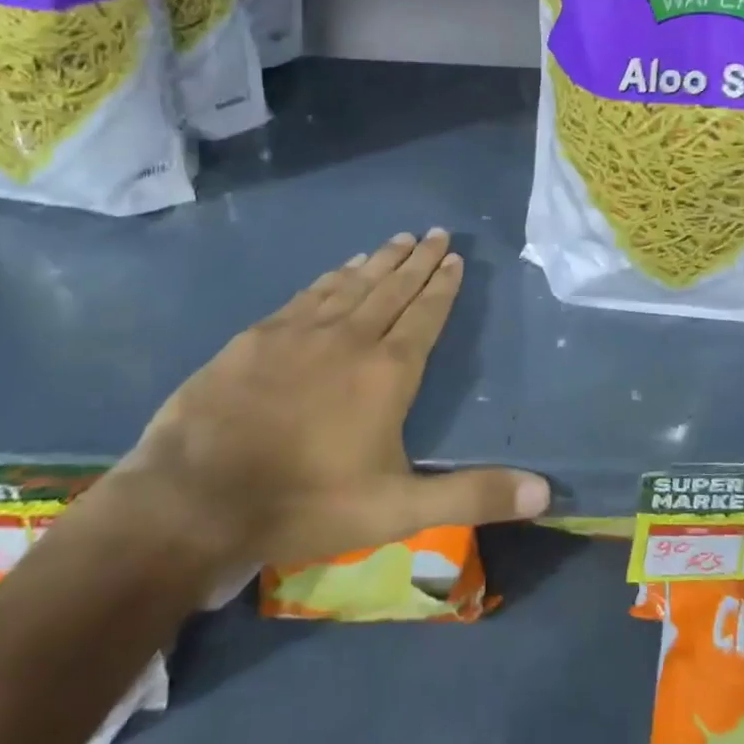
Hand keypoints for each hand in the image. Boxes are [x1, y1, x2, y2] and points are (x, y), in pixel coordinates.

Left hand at [100, 229, 550, 595]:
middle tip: (436, 232)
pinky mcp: (259, 335)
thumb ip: (472, 496)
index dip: (443, 285)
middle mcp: (350, 337)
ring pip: (353, 283)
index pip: (425, 314)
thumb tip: (545, 492)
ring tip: (399, 239)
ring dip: (380, 260)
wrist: (197, 497)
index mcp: (388, 371)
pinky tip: (340, 268)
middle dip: (419, 260)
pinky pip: (309, 294)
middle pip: (393, 287)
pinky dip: (332, 277)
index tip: (455, 257)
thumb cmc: (307, 503)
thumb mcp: (398, 511)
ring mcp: (301, 331)